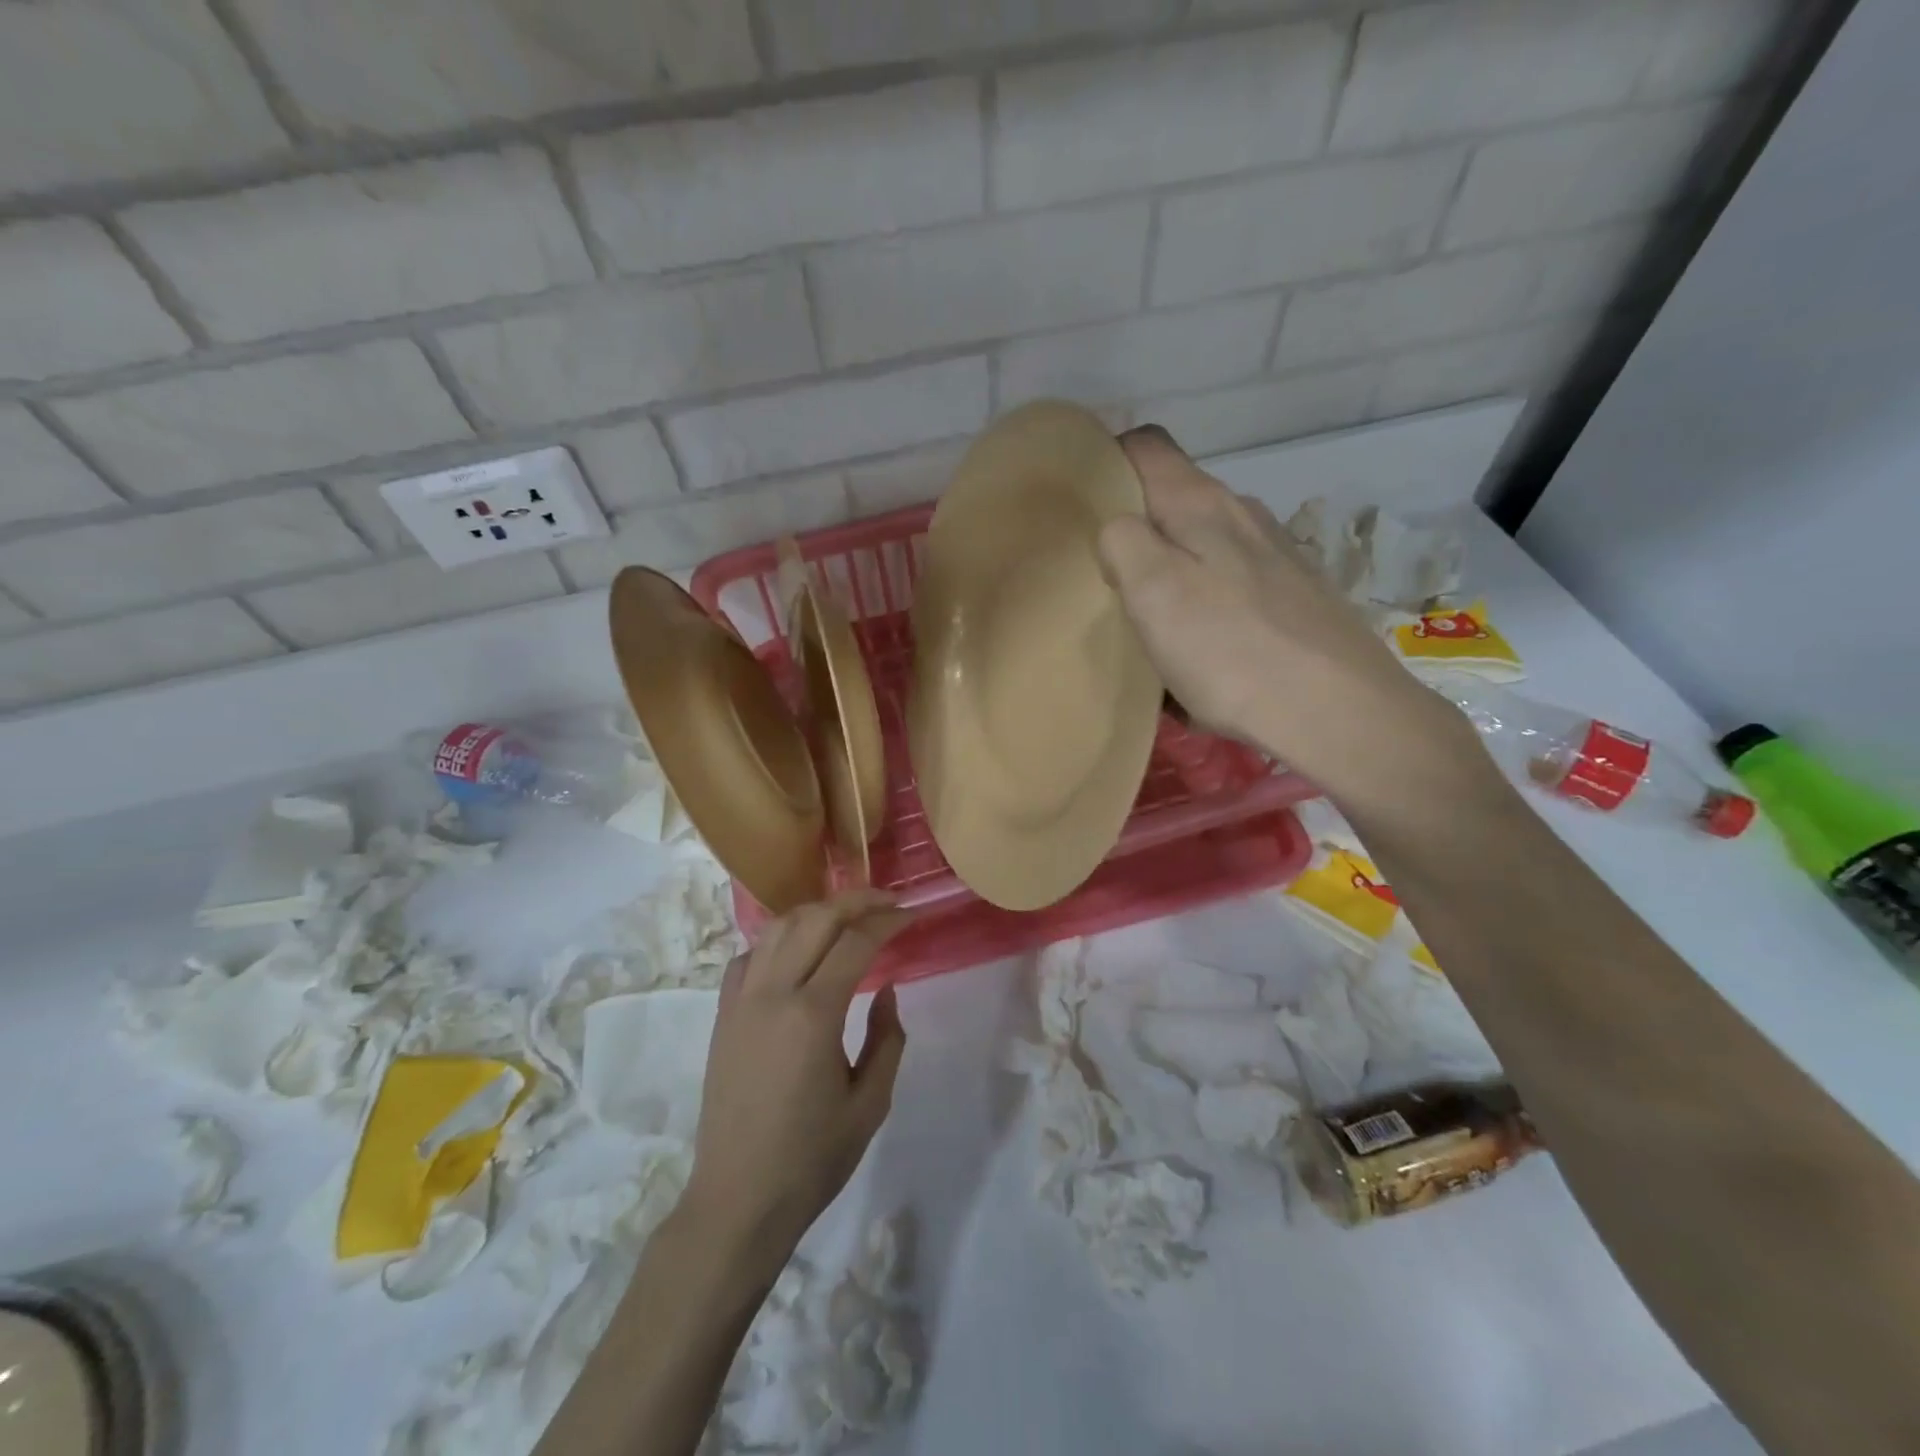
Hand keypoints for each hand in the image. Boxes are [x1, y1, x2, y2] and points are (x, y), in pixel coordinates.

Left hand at [681, 891, 910, 1278]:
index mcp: (813, 1015)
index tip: (912, 914)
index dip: (887, 921)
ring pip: (778, 928)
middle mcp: (773, 994)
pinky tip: (795, 952)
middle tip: (887, 903)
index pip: (855, 942)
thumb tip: (886, 989)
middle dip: (856, 901)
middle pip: (815, 919)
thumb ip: (887, 1039)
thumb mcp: (870, 1104)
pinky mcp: (721, 1016)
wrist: (738, 1200)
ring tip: (846, 918)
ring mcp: (740, 1001)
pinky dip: (776, 941)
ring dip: (816, 912)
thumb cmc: (812, 1158)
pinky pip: (748, 957)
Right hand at [1098, 425, 1476, 811]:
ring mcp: (1275, 554)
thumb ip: (1121, 541)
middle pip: (1174, 498)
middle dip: (1133, 526)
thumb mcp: (1153, 591)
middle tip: (1102, 574)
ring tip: (1147, 617)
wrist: (1337, 712)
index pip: (1145, 445)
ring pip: (1203, 544)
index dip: (1106, 460)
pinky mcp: (1295, 595)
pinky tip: (1201, 647)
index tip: (1078, 501)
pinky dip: (1204, 601)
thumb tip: (1117, 529)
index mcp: (1202, 504)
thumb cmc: (1231, 650)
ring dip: (1169, 569)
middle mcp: (1242, 514)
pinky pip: (1230, 583)